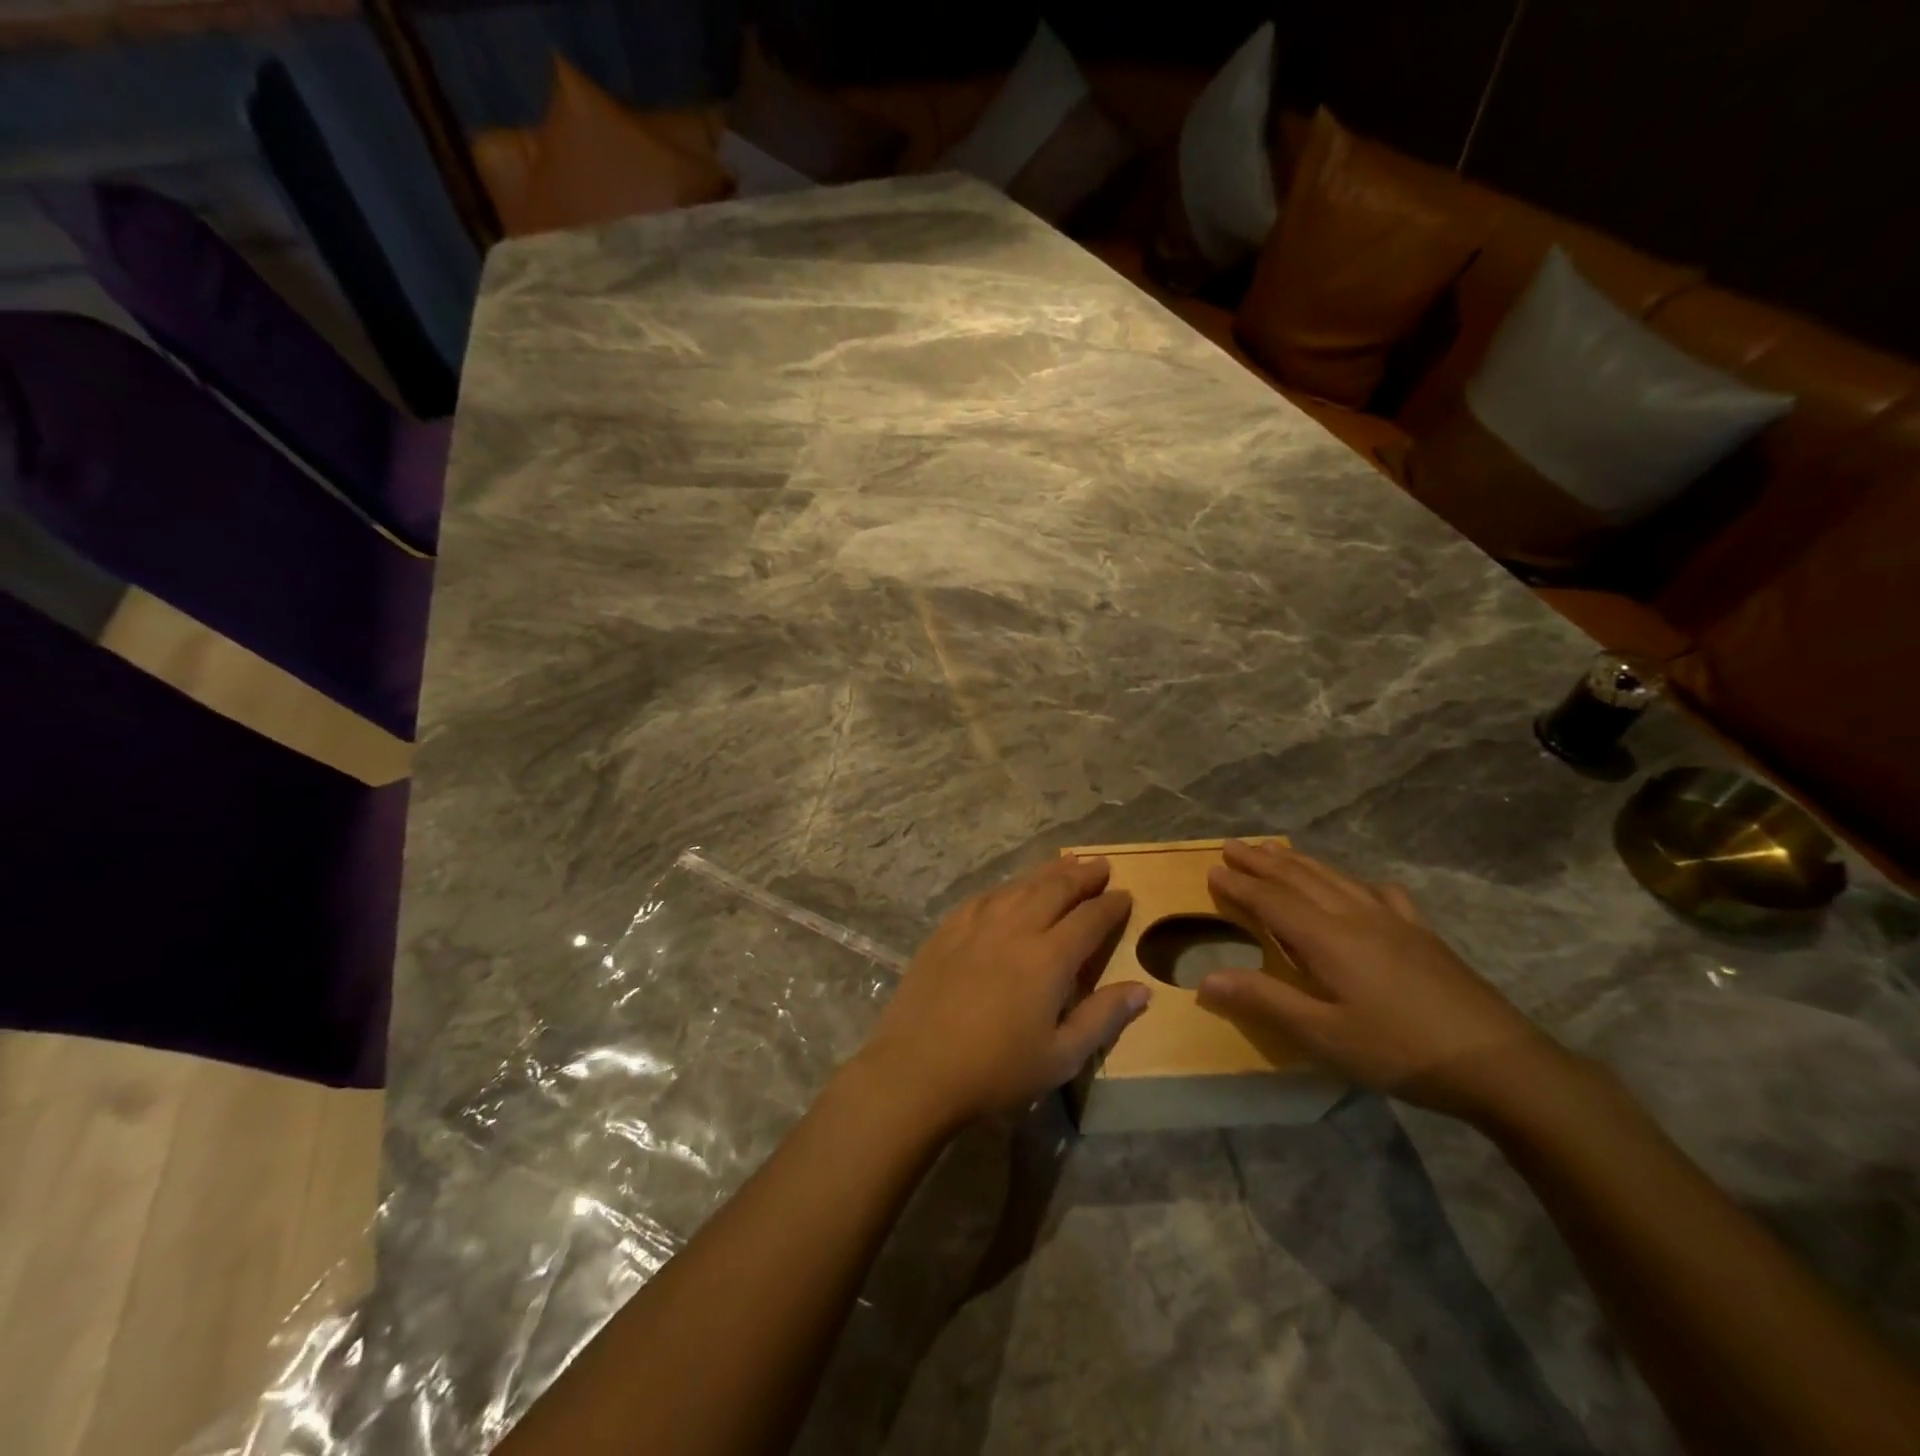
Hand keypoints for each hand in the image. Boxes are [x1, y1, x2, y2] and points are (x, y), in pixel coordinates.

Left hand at [856, 857, 1146, 1129]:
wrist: (917, 1070)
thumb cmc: (996, 1071)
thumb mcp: (1060, 1057)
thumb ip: (1103, 1018)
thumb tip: (1143, 990)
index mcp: (1049, 958)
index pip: (1089, 919)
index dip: (1111, 905)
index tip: (1125, 895)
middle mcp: (1015, 928)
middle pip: (1055, 889)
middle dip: (1082, 875)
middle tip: (1101, 866)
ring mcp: (977, 924)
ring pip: (1019, 886)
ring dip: (1047, 873)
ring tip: (1065, 864)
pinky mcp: (947, 930)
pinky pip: (985, 896)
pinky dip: (1007, 887)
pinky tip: (1011, 890)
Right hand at [1198, 840, 1566, 1119]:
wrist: (1500, 1064)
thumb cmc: (1400, 1051)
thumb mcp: (1323, 1036)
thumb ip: (1264, 1002)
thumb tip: (1205, 978)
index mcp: (1327, 938)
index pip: (1272, 901)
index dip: (1240, 885)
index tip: (1213, 868)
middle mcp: (1355, 917)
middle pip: (1300, 878)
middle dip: (1263, 862)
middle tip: (1234, 845)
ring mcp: (1394, 921)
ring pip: (1336, 878)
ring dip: (1300, 863)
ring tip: (1277, 852)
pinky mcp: (1422, 934)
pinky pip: (1381, 893)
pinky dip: (1357, 881)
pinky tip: (1361, 887)